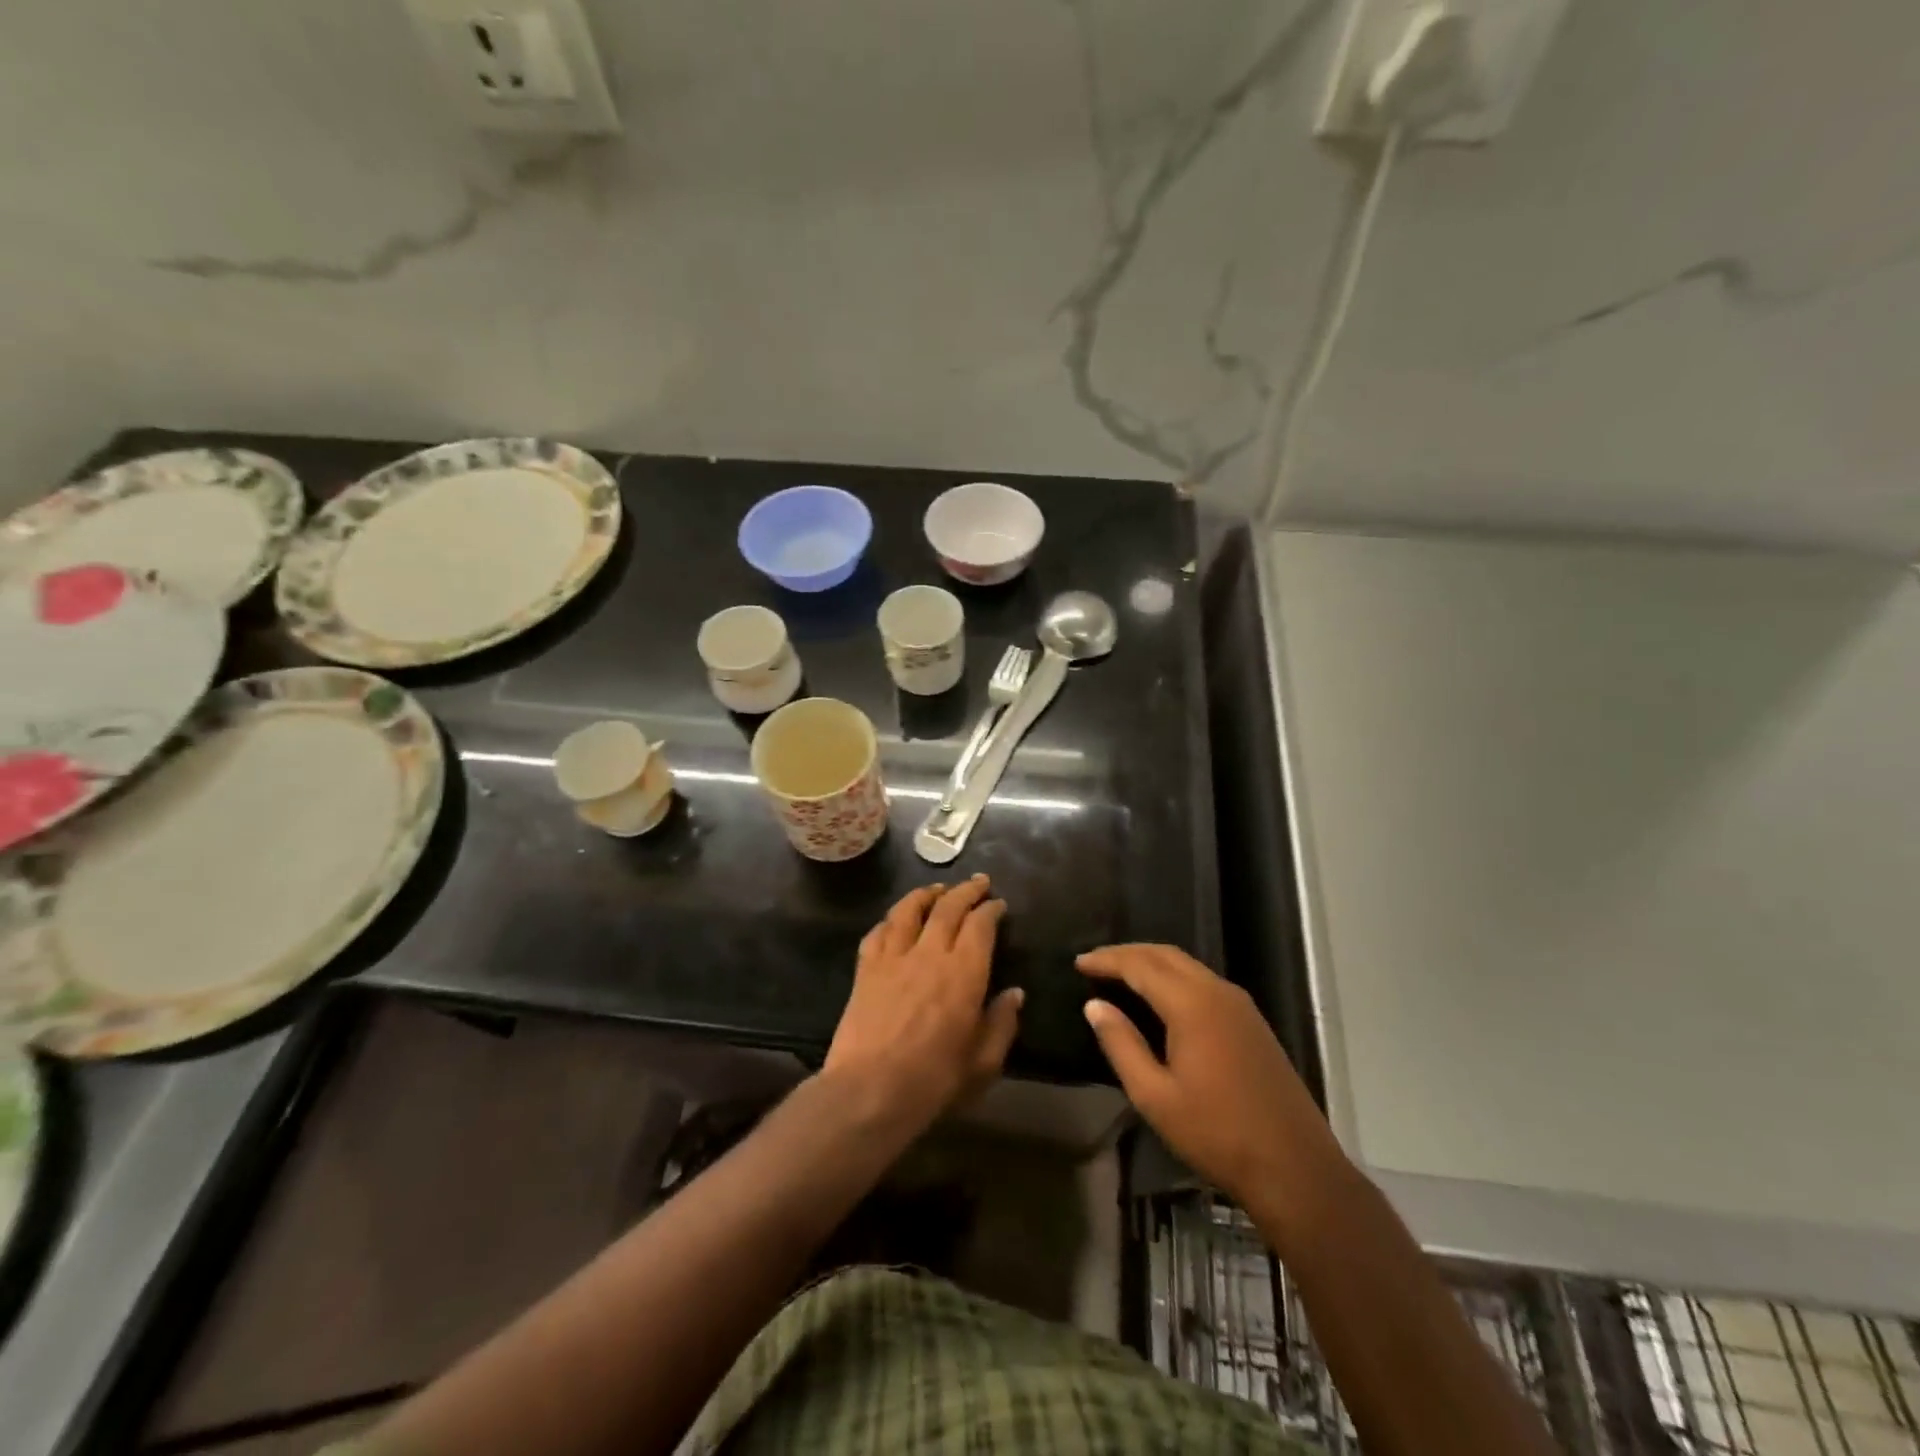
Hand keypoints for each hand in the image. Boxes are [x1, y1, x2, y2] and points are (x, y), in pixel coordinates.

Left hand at [825, 876, 1022, 1131]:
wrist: (869, 1091)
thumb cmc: (934, 1081)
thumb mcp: (983, 1062)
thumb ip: (1001, 1023)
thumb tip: (1014, 993)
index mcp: (964, 972)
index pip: (980, 925)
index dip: (991, 909)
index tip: (998, 904)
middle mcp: (930, 953)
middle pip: (948, 907)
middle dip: (966, 890)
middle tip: (978, 883)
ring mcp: (893, 957)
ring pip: (910, 909)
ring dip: (927, 893)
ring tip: (938, 889)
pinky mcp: (866, 968)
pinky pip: (878, 931)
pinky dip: (891, 919)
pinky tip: (896, 920)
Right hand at [1079, 944, 1337, 1204]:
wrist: (1294, 1168)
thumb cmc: (1216, 1134)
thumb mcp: (1155, 1096)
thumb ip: (1121, 1045)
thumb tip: (1094, 1006)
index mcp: (1192, 1005)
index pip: (1140, 965)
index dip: (1107, 960)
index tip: (1078, 962)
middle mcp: (1217, 991)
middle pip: (1165, 955)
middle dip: (1128, 953)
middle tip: (1095, 963)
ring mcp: (1240, 1005)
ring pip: (1187, 965)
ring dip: (1152, 962)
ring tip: (1121, 975)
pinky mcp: (1252, 1022)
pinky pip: (1204, 980)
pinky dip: (1174, 977)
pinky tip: (1161, 997)